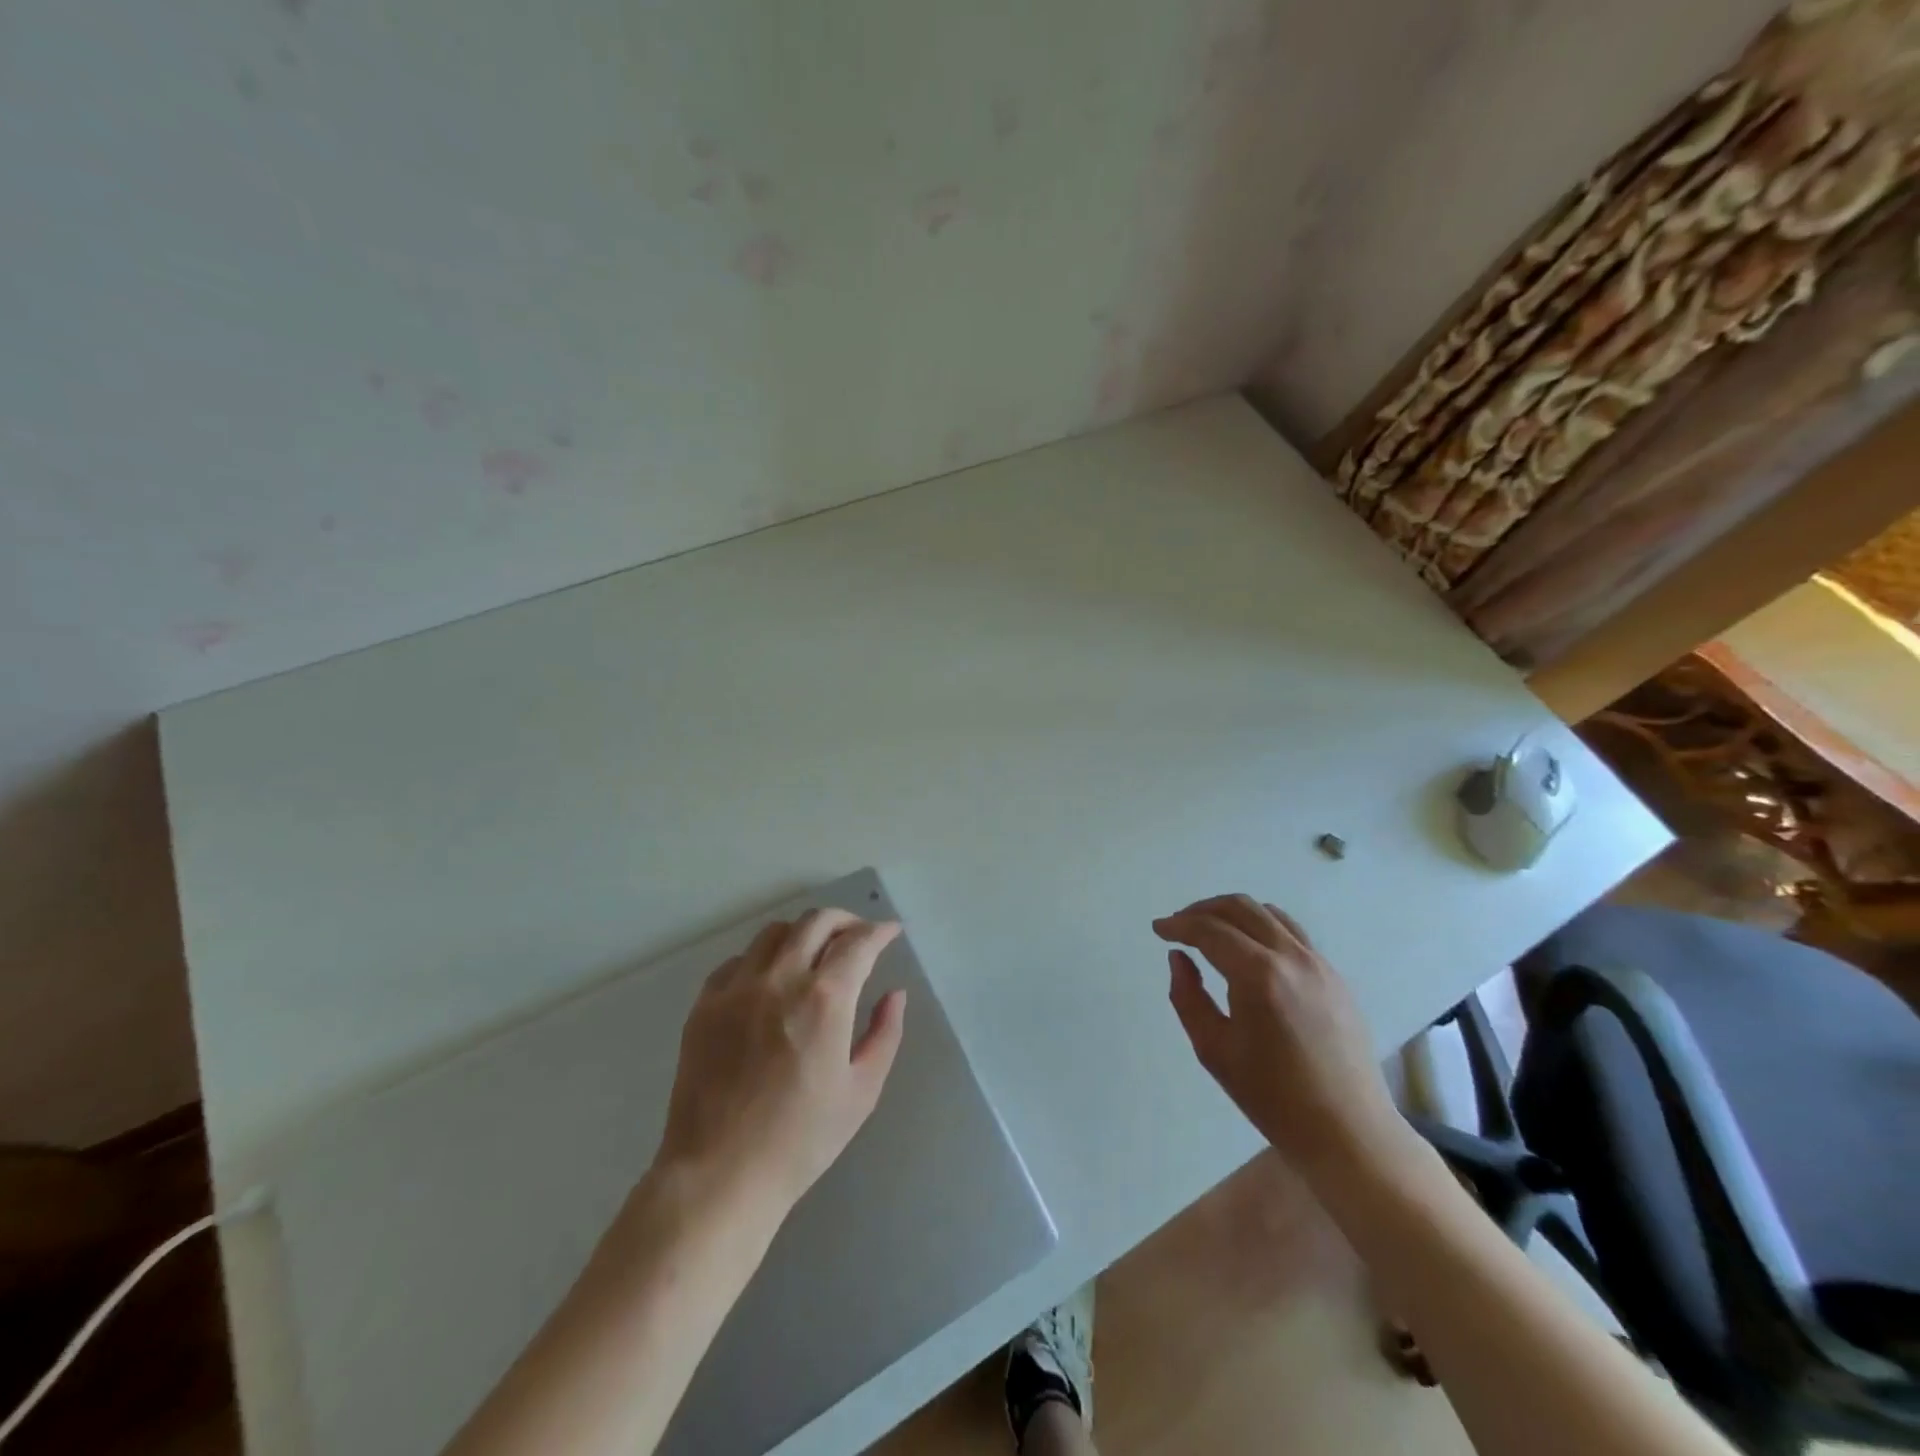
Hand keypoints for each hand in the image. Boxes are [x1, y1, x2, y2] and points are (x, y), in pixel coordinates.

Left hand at [656, 909, 906, 1218]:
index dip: (880, 932)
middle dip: (845, 920)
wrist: (719, 1176)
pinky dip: (762, 959)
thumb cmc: (801, 1140)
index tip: (891, 932)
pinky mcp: (704, 1005)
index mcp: (824, 999)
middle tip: (858, 935)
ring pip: (774, 933)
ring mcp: (736, 989)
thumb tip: (895, 994)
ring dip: (803, 933)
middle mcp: (780, 979)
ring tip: (815, 952)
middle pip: (816, 922)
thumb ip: (884, 1034)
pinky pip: (737, 961)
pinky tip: (770, 980)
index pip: (858, 943)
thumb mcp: (862, 1091)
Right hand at [1155, 895, 1407, 1180]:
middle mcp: (1291, 957)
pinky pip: (1292, 933)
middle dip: (1203, 910)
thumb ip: (1188, 997)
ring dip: (1233, 913)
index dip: (1179, 925)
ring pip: (1269, 914)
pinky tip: (1249, 948)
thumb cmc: (1273, 1097)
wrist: (1348, 1131)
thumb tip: (1180, 958)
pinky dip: (1262, 927)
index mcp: (1259, 976)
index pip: (1210, 930)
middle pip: (1240, 908)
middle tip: (1179, 924)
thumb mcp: (1214, 1050)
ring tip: (1210, 930)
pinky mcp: (1335, 976)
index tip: (1158, 930)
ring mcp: (1319, 963)